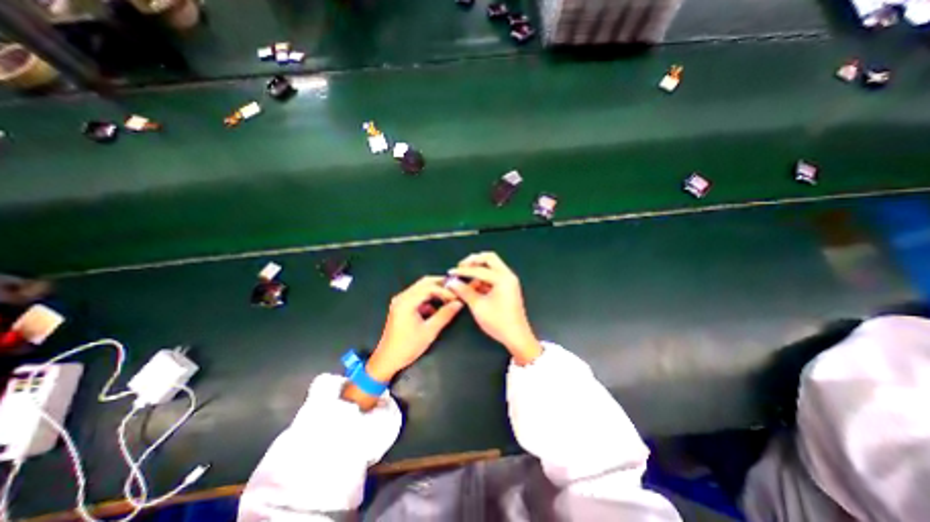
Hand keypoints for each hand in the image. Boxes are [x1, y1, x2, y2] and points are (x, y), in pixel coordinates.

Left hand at [366, 275, 463, 380]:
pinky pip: (417, 295)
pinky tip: (438, 306)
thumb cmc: (407, 347)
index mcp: (406, 302)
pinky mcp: (401, 306)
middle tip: (456, 290)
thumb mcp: (429, 331)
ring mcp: (400, 301)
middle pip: (425, 283)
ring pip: (421, 288)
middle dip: (441, 285)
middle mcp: (402, 297)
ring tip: (449, 298)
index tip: (457, 297)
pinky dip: (429, 298)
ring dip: (436, 290)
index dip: (445, 291)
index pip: (430, 287)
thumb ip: (445, 315)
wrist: (387, 359)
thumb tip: (458, 303)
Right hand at [447, 252, 541, 363]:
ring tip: (464, 278)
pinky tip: (472, 286)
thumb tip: (452, 282)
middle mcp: (508, 275)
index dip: (462, 271)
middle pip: (489, 258)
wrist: (516, 336)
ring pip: (492, 266)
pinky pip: (494, 276)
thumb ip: (464, 291)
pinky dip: (483, 278)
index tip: (450, 272)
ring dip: (478, 269)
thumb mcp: (478, 306)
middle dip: (474, 261)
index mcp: (502, 278)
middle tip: (461, 267)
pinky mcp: (507, 287)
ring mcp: (509, 281)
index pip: (479, 269)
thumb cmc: (498, 322)